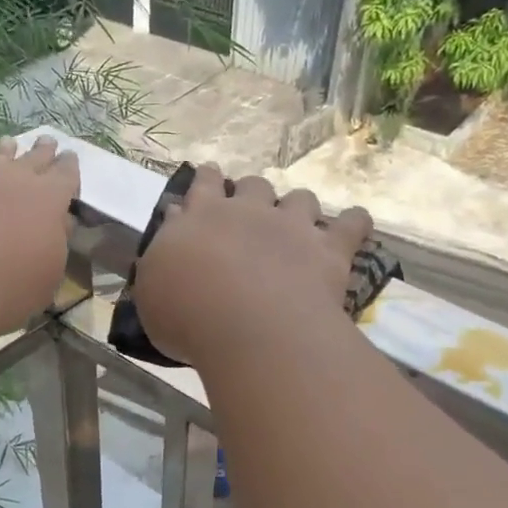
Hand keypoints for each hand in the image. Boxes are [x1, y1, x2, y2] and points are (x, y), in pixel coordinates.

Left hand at [0, 136, 80, 339]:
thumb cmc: (6, 288)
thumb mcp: (47, 277)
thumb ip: (55, 244)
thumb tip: (58, 223)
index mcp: (49, 199)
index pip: (66, 174)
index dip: (69, 167)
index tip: (70, 158)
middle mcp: (14, 179)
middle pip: (34, 157)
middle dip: (43, 151)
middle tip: (47, 142)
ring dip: (7, 151)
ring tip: (9, 144)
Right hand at [132, 164, 372, 368]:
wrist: (249, 329)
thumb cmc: (188, 316)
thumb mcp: (152, 290)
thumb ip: (162, 254)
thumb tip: (174, 221)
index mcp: (202, 217)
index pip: (204, 184)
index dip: (208, 179)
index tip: (210, 177)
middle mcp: (248, 211)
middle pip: (253, 186)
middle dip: (252, 194)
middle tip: (251, 214)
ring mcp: (293, 226)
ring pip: (300, 199)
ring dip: (297, 208)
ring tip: (297, 227)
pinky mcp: (329, 249)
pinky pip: (351, 224)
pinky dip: (354, 223)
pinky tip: (355, 225)